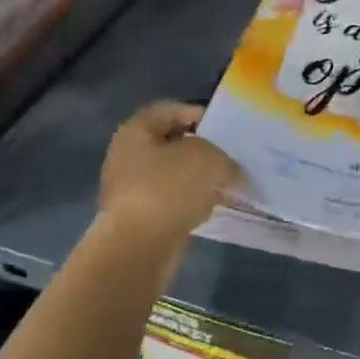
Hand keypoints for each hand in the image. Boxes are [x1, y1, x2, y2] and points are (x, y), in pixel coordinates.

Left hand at [97, 102, 239, 251]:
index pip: (169, 110)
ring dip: (199, 179)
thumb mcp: (208, 159)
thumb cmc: (168, 188)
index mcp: (135, 132)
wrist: (138, 248)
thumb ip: (224, 159)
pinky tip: (211, 208)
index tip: (224, 127)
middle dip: (202, 150)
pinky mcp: (140, 219)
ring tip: (227, 184)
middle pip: (171, 144)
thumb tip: (231, 172)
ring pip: (173, 176)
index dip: (197, 114)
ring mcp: (131, 190)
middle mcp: (128, 157)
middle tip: (229, 157)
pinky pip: (171, 202)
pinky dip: (191, 203)